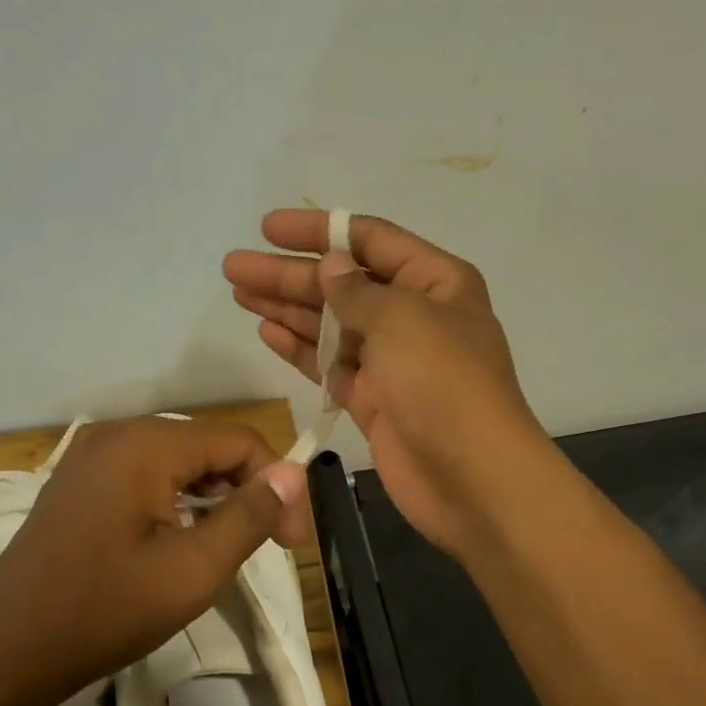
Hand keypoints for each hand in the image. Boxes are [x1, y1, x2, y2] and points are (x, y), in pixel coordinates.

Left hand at [0, 416, 309, 705]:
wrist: (6, 650)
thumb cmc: (105, 609)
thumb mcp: (193, 569)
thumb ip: (250, 516)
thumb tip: (294, 474)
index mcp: (146, 443)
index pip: (239, 440)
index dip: (277, 485)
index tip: (291, 542)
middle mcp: (116, 434)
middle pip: (207, 446)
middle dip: (246, 490)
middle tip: (267, 547)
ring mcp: (90, 456)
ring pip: (177, 462)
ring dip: (212, 497)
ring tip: (226, 547)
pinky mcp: (77, 482)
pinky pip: (144, 475)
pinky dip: (175, 500)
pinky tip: (180, 539)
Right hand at [224, 210, 550, 556]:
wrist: (471, 477)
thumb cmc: (443, 383)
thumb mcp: (402, 319)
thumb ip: (357, 290)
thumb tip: (330, 267)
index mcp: (434, 282)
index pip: (370, 241)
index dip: (318, 231)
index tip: (268, 228)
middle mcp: (413, 316)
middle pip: (342, 284)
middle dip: (289, 274)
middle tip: (234, 267)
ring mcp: (391, 361)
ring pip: (330, 325)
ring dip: (286, 308)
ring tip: (238, 293)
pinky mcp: (372, 400)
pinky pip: (329, 365)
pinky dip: (299, 349)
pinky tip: (266, 331)